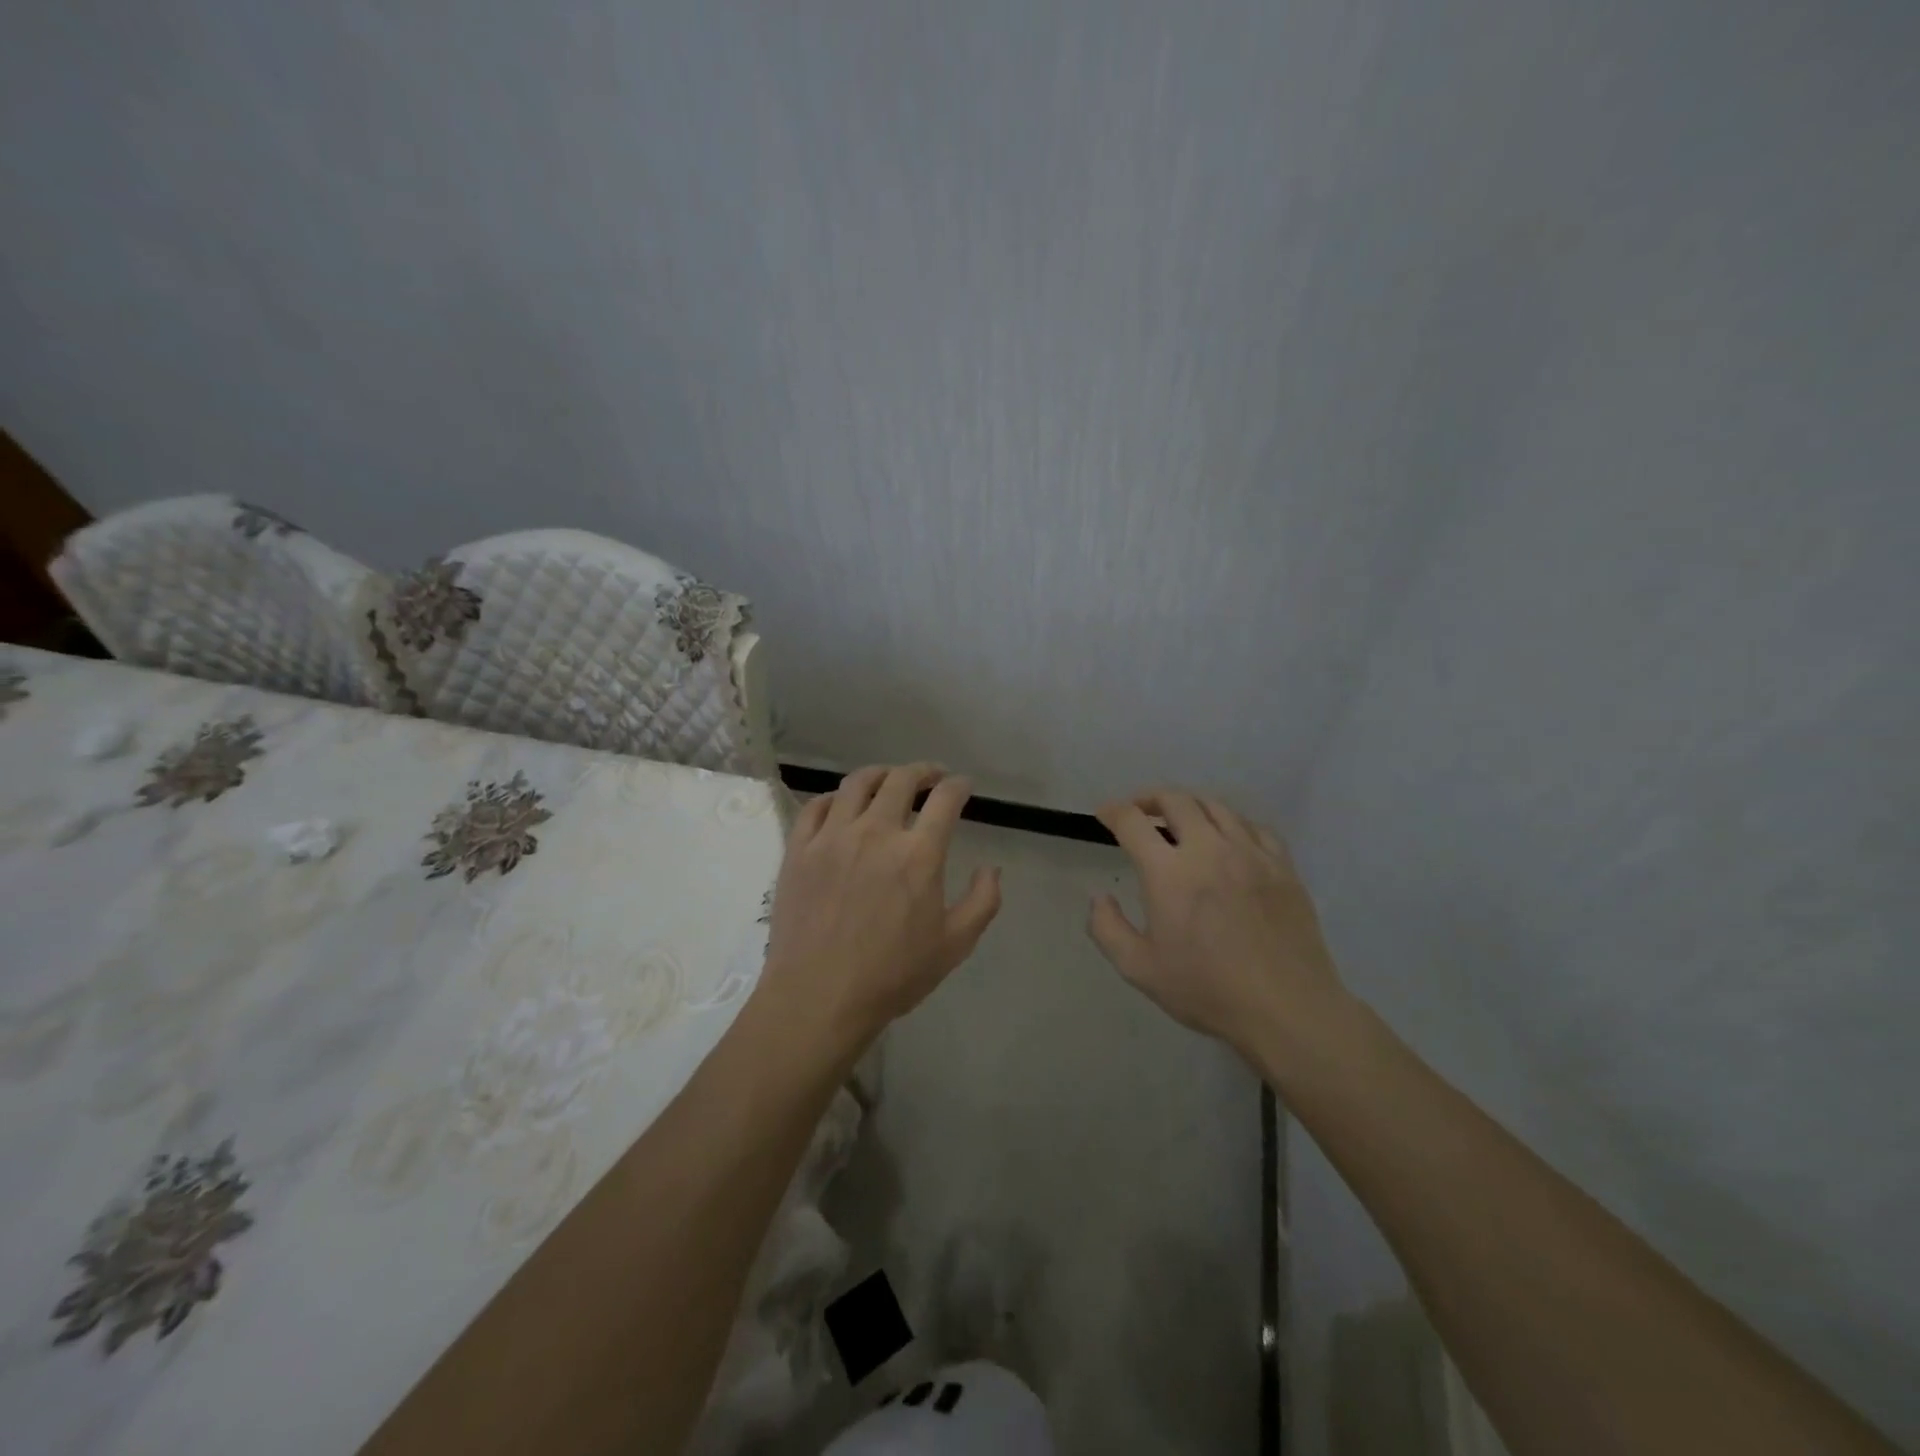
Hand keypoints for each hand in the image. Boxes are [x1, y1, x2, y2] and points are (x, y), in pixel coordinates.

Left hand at [761, 764, 1001, 1053]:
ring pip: (857, 783)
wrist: (818, 997)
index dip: (958, 786)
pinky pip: (816, 806)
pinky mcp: (799, 849)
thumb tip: (991, 869)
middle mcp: (876, 833)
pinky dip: (835, 797)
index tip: (963, 786)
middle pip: (901, 779)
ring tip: (888, 780)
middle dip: (923, 771)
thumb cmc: (892, 975)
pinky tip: (842, 805)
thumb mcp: (954, 946)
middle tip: (931, 777)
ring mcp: (832, 837)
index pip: (945, 799)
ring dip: (880, 774)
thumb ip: (982, 902)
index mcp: (918, 854)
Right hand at [1088, 789, 1343, 1051]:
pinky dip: (1232, 823)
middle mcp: (1209, 850)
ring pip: (1216, 806)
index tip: (1104, 813)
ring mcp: (1250, 854)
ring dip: (1190, 805)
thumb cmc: (1207, 990)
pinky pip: (1254, 827)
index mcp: (1169, 873)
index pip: (1132, 822)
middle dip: (1150, 798)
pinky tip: (1229, 839)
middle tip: (1139, 810)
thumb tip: (1099, 897)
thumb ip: (1107, 928)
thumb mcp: (1139, 969)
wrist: (1286, 1009)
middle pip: (1176, 800)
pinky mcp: (1282, 866)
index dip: (1113, 811)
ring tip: (1181, 819)